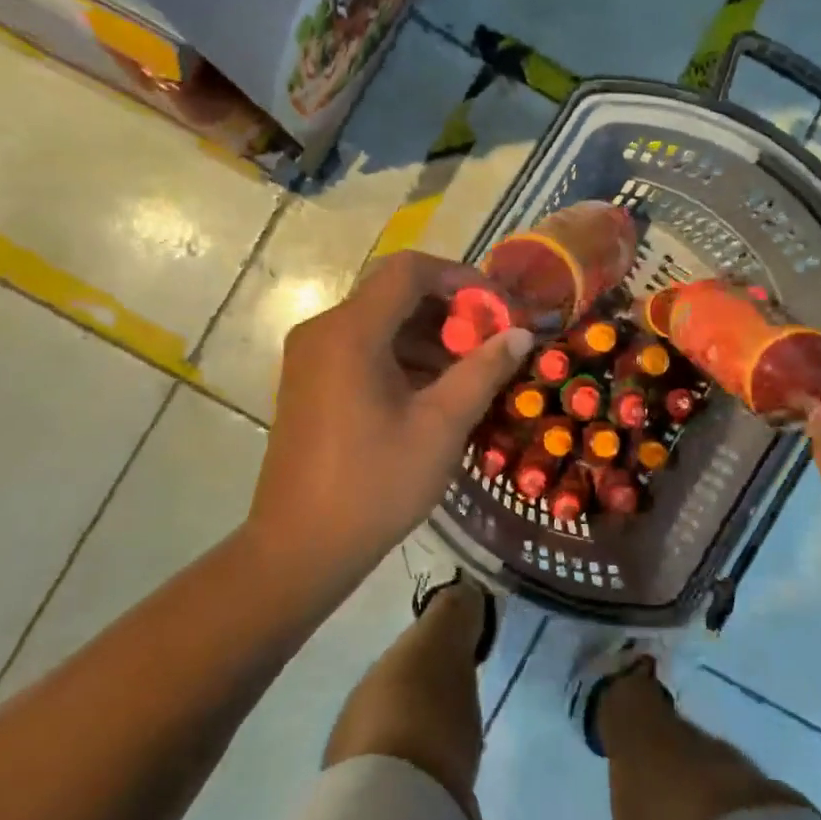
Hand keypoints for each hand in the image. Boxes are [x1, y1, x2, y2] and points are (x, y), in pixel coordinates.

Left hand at [244, 251, 529, 599]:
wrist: (300, 549)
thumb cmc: (374, 484)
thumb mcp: (441, 426)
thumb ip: (483, 371)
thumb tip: (520, 334)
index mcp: (350, 332)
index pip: (409, 270)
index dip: (460, 277)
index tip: (498, 307)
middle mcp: (323, 331)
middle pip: (394, 294)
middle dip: (449, 311)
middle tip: (492, 342)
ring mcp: (311, 357)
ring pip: (380, 323)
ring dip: (429, 337)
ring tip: (471, 372)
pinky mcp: (310, 382)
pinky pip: (363, 349)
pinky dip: (403, 357)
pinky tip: (435, 392)